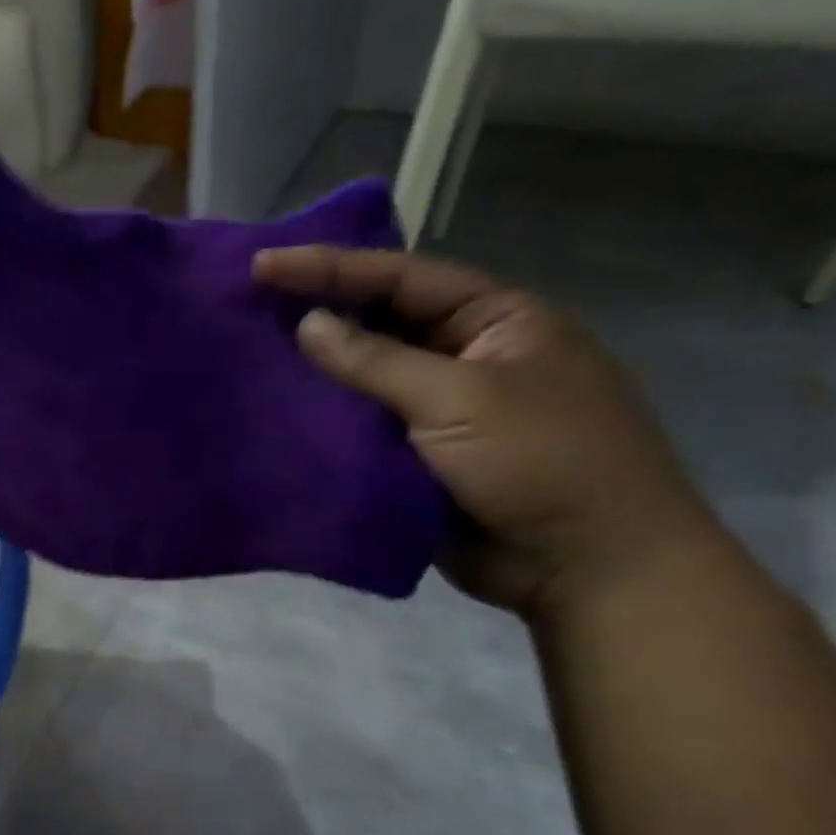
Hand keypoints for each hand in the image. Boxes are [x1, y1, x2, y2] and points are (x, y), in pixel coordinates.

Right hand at [252, 246, 718, 615]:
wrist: (587, 568)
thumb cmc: (542, 461)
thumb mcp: (462, 397)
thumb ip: (376, 361)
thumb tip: (307, 324)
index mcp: (494, 320)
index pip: (401, 278)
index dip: (330, 268)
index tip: (264, 266)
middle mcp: (463, 355)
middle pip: (379, 322)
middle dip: (317, 313)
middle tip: (248, 304)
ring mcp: (438, 409)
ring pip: (364, 378)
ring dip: (315, 371)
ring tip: (249, 356)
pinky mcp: (415, 457)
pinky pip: (361, 428)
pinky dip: (324, 421)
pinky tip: (278, 412)